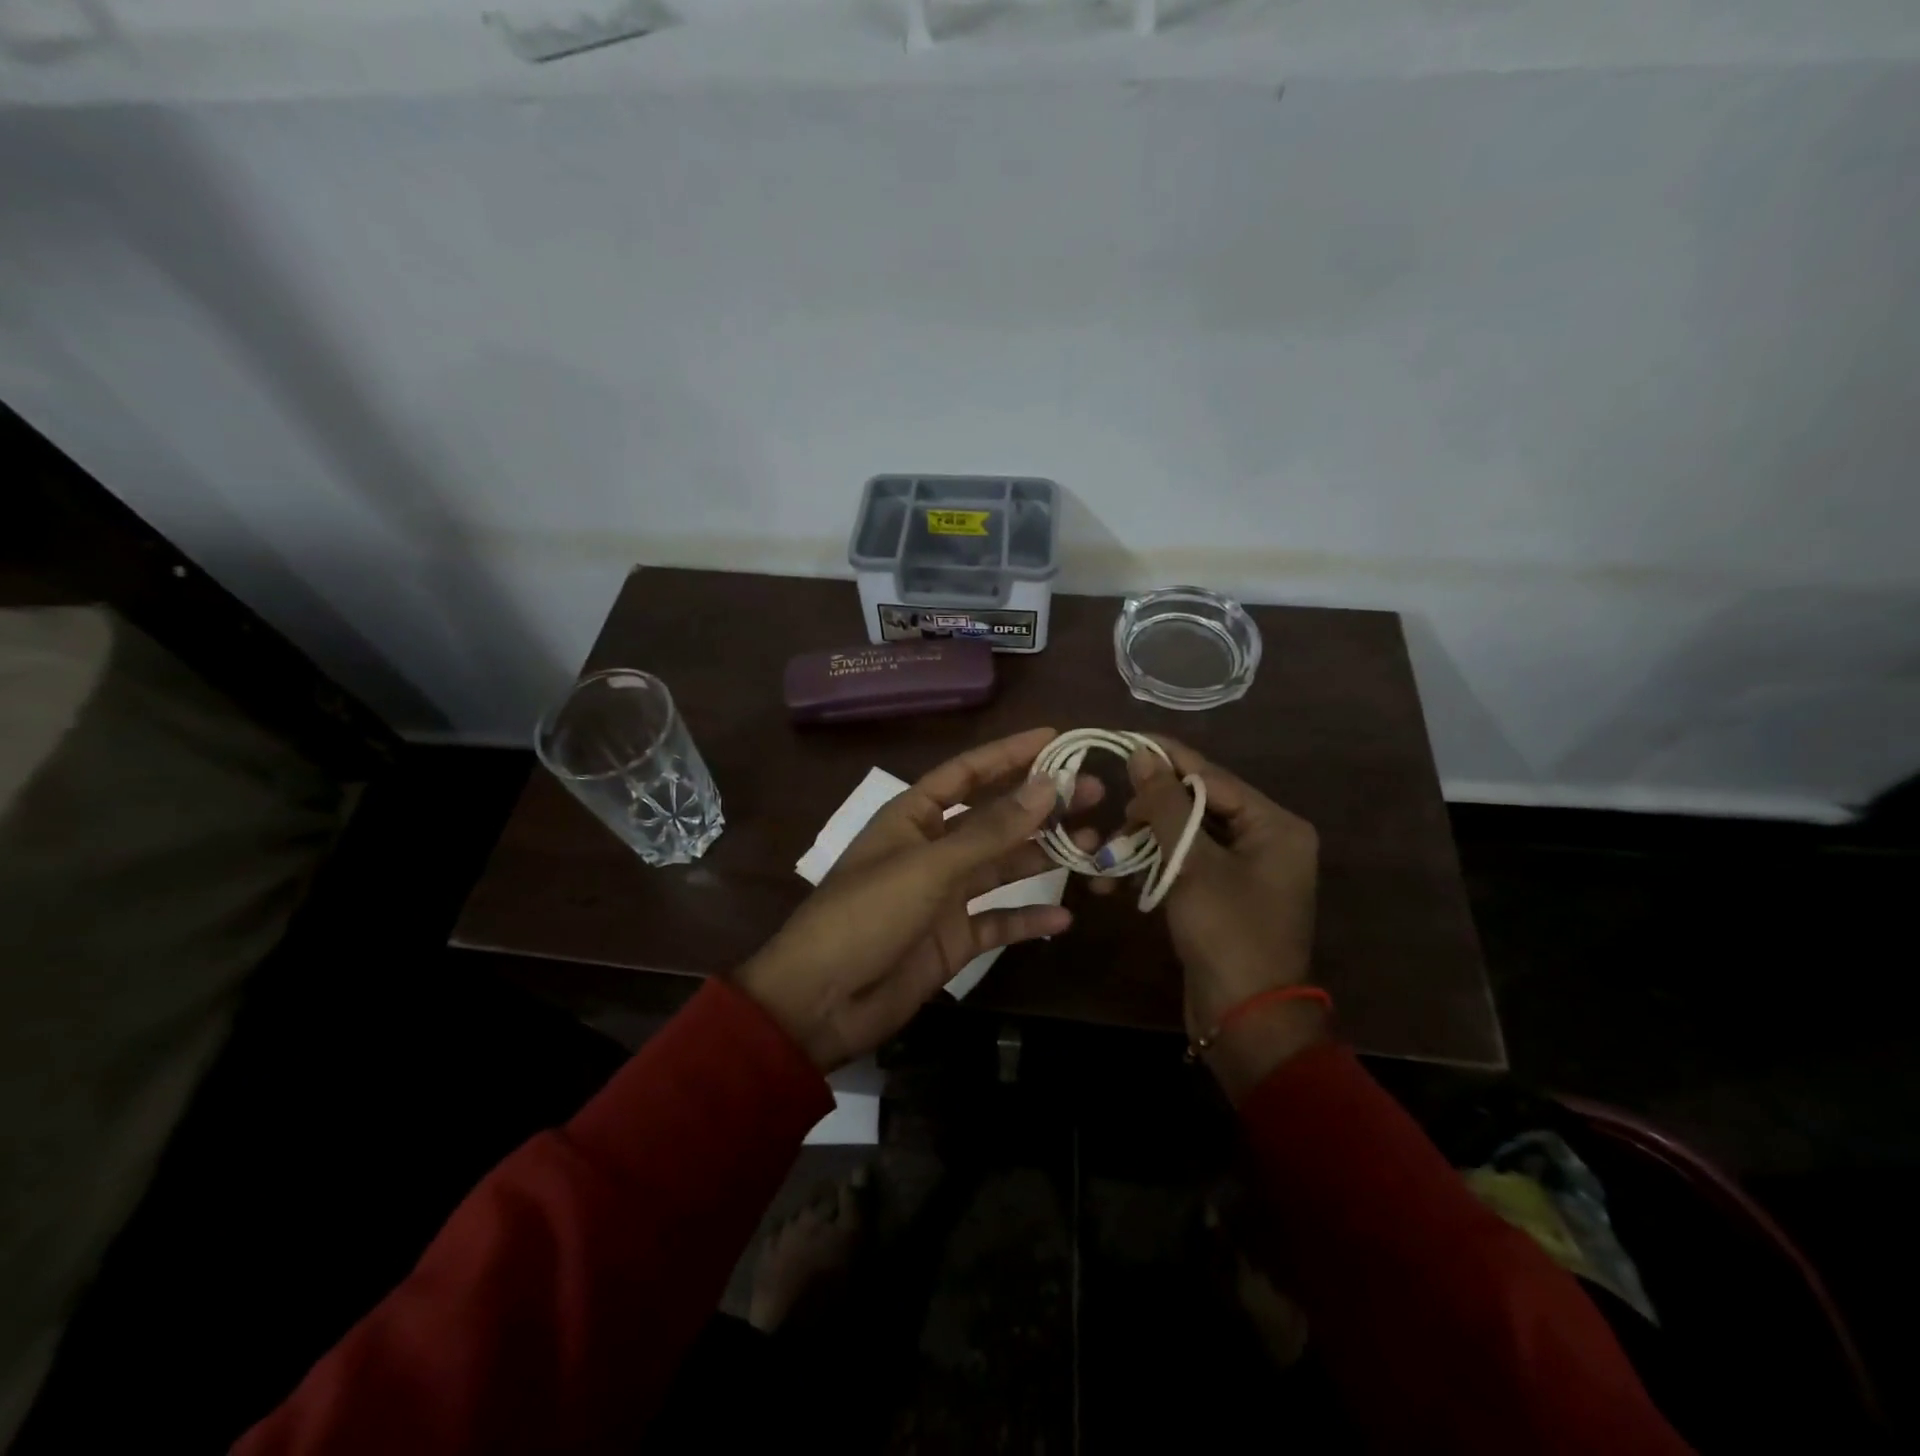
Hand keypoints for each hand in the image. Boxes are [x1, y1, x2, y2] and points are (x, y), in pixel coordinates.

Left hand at [736, 727, 1101, 1071]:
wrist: (820, 1002)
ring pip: (1002, 867)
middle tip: (1094, 793)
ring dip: (1044, 856)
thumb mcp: (930, 867)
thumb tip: (1048, 785)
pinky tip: (1064, 918)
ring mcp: (943, 896)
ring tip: (1094, 844)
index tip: (1056, 739)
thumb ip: (991, 830)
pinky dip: (1028, 920)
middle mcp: (932, 850)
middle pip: (994, 818)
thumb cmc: (867, 916)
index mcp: (913, 818)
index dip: (1009, 754)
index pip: (968, 773)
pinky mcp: (952, 940)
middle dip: (1040, 805)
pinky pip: (998, 922)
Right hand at [1120, 737, 1323, 1096]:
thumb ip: (1166, 804)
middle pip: (1197, 805)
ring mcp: (1246, 869)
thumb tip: (1141, 753)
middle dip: (1149, 813)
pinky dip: (1154, 869)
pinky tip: (1118, 884)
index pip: (1210, 776)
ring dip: (1144, 845)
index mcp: (1275, 825)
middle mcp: (1266, 839)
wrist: (1246, 1020)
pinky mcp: (1224, 895)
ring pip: (1185, 836)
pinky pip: (1185, 865)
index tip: (1120, 743)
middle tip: (1114, 822)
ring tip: (1105, 860)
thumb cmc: (1227, 933)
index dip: (1164, 759)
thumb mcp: (1192, 863)